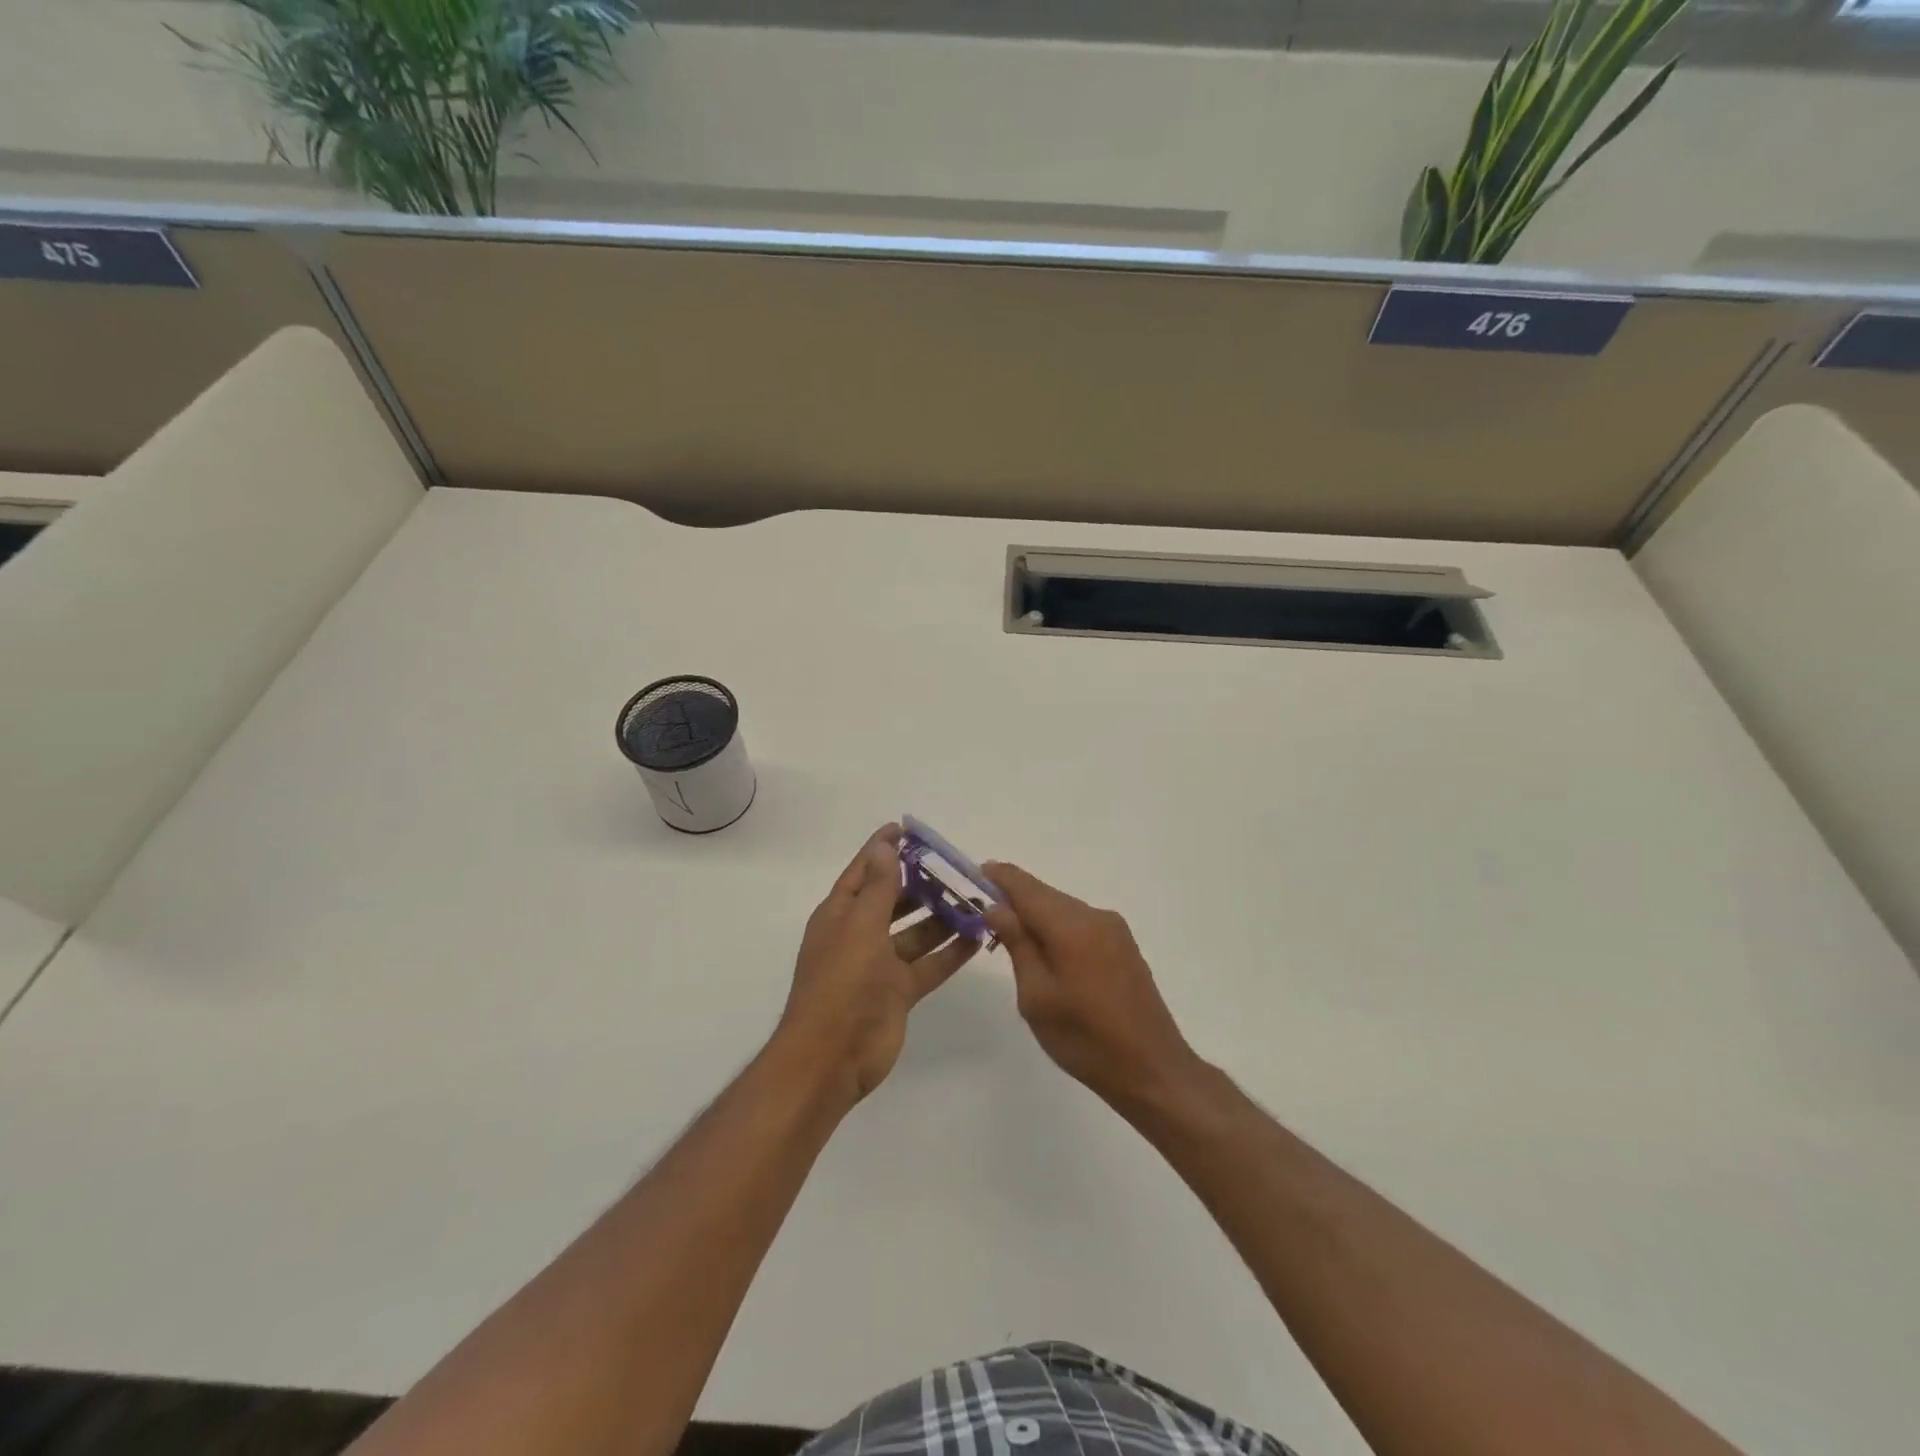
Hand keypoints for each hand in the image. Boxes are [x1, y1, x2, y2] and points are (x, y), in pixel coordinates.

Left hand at [778, 825, 979, 1102]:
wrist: (832, 1057)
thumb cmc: (841, 982)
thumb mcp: (860, 926)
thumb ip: (878, 887)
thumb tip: (885, 846)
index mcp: (840, 914)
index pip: (864, 872)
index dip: (883, 849)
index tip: (907, 829)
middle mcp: (860, 934)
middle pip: (894, 900)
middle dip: (921, 883)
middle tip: (956, 866)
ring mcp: (880, 965)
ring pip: (916, 932)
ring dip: (942, 916)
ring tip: (975, 899)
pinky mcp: (899, 992)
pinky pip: (929, 964)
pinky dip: (951, 952)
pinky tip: (978, 937)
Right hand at [983, 862, 1201, 1111]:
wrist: (1152, 1069)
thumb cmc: (1085, 1039)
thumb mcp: (1036, 997)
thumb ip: (1017, 944)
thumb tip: (996, 907)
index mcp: (1071, 926)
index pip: (1025, 886)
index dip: (998, 877)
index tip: (973, 875)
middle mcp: (1094, 916)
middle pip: (1044, 894)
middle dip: (1013, 898)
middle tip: (982, 912)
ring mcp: (1113, 929)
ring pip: (1063, 908)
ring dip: (1035, 914)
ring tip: (1009, 935)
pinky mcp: (1123, 945)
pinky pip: (1080, 923)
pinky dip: (1057, 927)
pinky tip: (1045, 950)